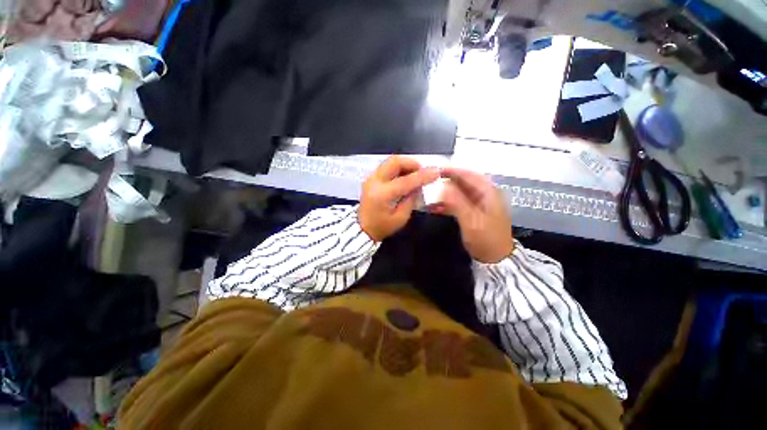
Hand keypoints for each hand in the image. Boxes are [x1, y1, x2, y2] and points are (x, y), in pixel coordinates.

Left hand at [360, 156, 439, 241]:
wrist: (361, 229)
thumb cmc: (382, 227)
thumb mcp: (401, 218)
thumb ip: (411, 199)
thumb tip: (418, 186)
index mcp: (382, 195)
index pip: (406, 181)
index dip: (422, 175)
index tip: (436, 172)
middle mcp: (374, 182)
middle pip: (394, 162)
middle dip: (411, 163)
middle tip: (422, 171)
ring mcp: (371, 178)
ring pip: (389, 162)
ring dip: (404, 164)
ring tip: (414, 174)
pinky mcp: (370, 179)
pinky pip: (386, 167)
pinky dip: (398, 168)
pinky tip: (404, 177)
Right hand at [434, 167, 513, 262]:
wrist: (496, 259)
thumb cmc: (486, 239)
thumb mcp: (471, 221)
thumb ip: (458, 202)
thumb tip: (443, 187)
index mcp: (488, 193)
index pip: (469, 175)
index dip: (453, 171)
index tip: (436, 170)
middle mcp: (484, 195)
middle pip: (463, 183)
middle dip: (446, 182)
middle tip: (430, 182)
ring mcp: (479, 204)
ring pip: (459, 193)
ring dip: (445, 194)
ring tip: (429, 196)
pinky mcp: (473, 212)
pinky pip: (458, 203)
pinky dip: (447, 204)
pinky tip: (435, 207)